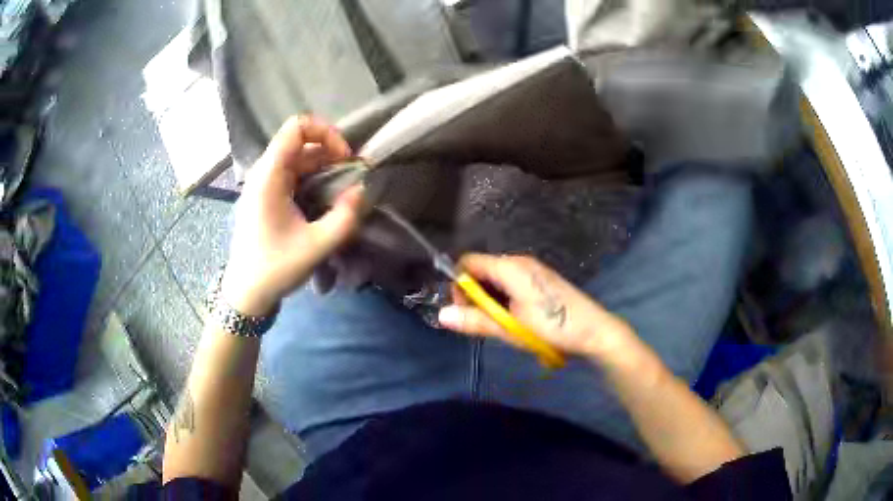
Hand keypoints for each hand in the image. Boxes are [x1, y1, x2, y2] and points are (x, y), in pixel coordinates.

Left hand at [221, 116, 363, 315]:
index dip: (326, 133)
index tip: (344, 159)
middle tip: (351, 176)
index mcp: (269, 176)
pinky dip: (313, 177)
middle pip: (300, 141)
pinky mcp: (266, 195)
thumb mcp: (317, 245)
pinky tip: (326, 198)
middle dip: (330, 152)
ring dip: (323, 166)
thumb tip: (361, 190)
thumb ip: (345, 216)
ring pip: (297, 157)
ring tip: (343, 188)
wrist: (246, 291)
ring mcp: (264, 184)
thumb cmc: (275, 268)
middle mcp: (264, 173)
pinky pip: (293, 173)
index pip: (297, 127)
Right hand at [438, 254, 636, 359]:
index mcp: (510, 267)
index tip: (464, 310)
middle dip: (474, 294)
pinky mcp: (541, 279)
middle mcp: (519, 262)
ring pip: (496, 278)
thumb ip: (475, 320)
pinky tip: (516, 318)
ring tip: (502, 323)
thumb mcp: (510, 328)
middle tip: (483, 322)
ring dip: (490, 299)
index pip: (468, 262)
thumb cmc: (552, 327)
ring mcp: (532, 269)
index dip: (459, 284)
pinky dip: (504, 297)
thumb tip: (441, 315)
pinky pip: (511, 282)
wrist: (594, 331)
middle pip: (482, 269)